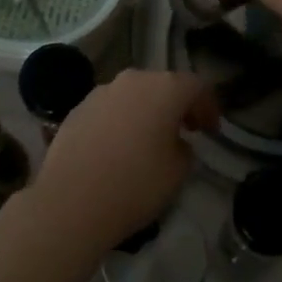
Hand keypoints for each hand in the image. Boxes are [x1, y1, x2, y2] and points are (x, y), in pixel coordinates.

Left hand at [25, 69, 215, 260]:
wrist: (70, 201)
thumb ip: (184, 148)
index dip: (208, 107)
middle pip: (163, 85)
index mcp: (164, 88)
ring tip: (149, 141)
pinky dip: (120, 121)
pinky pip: (109, 109)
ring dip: (146, 112)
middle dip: (176, 106)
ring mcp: (101, 92)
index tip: (211, 131)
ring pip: (133, 95)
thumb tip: (175, 142)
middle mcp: (133, 80)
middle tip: (184, 131)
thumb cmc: (135, 184)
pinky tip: (117, 148)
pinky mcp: (77, 109)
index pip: (197, 86)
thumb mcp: (178, 172)